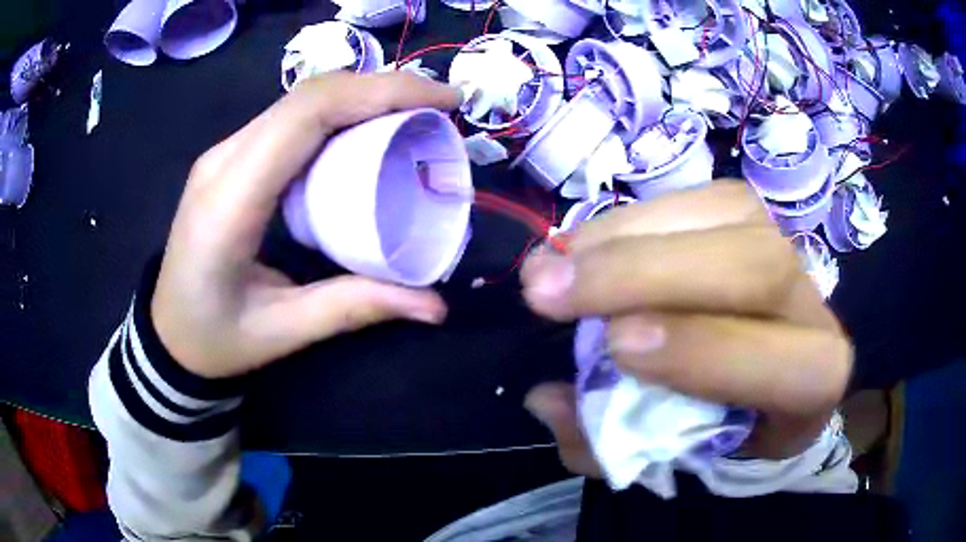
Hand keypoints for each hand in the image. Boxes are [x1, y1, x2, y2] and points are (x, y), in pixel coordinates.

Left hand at [151, 72, 460, 378]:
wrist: (167, 335)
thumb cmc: (214, 339)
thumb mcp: (283, 331)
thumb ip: (354, 308)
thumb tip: (434, 305)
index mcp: (229, 201)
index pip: (306, 115)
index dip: (379, 93)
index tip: (441, 101)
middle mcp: (223, 160)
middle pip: (307, 96)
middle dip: (382, 86)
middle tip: (439, 104)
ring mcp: (224, 154)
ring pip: (299, 99)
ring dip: (361, 93)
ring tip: (414, 110)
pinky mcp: (232, 158)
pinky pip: (289, 117)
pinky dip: (338, 109)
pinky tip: (368, 126)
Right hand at [521, 183, 852, 474]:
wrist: (771, 367)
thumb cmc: (728, 421)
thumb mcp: (676, 455)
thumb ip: (613, 444)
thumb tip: (547, 400)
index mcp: (811, 384)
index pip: (780, 364)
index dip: (702, 351)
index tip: (615, 344)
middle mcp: (812, 306)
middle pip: (752, 268)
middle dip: (645, 274)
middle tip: (547, 288)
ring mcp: (784, 244)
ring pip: (718, 218)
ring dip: (623, 238)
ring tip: (552, 264)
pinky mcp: (749, 211)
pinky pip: (692, 197)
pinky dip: (628, 219)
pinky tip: (585, 244)